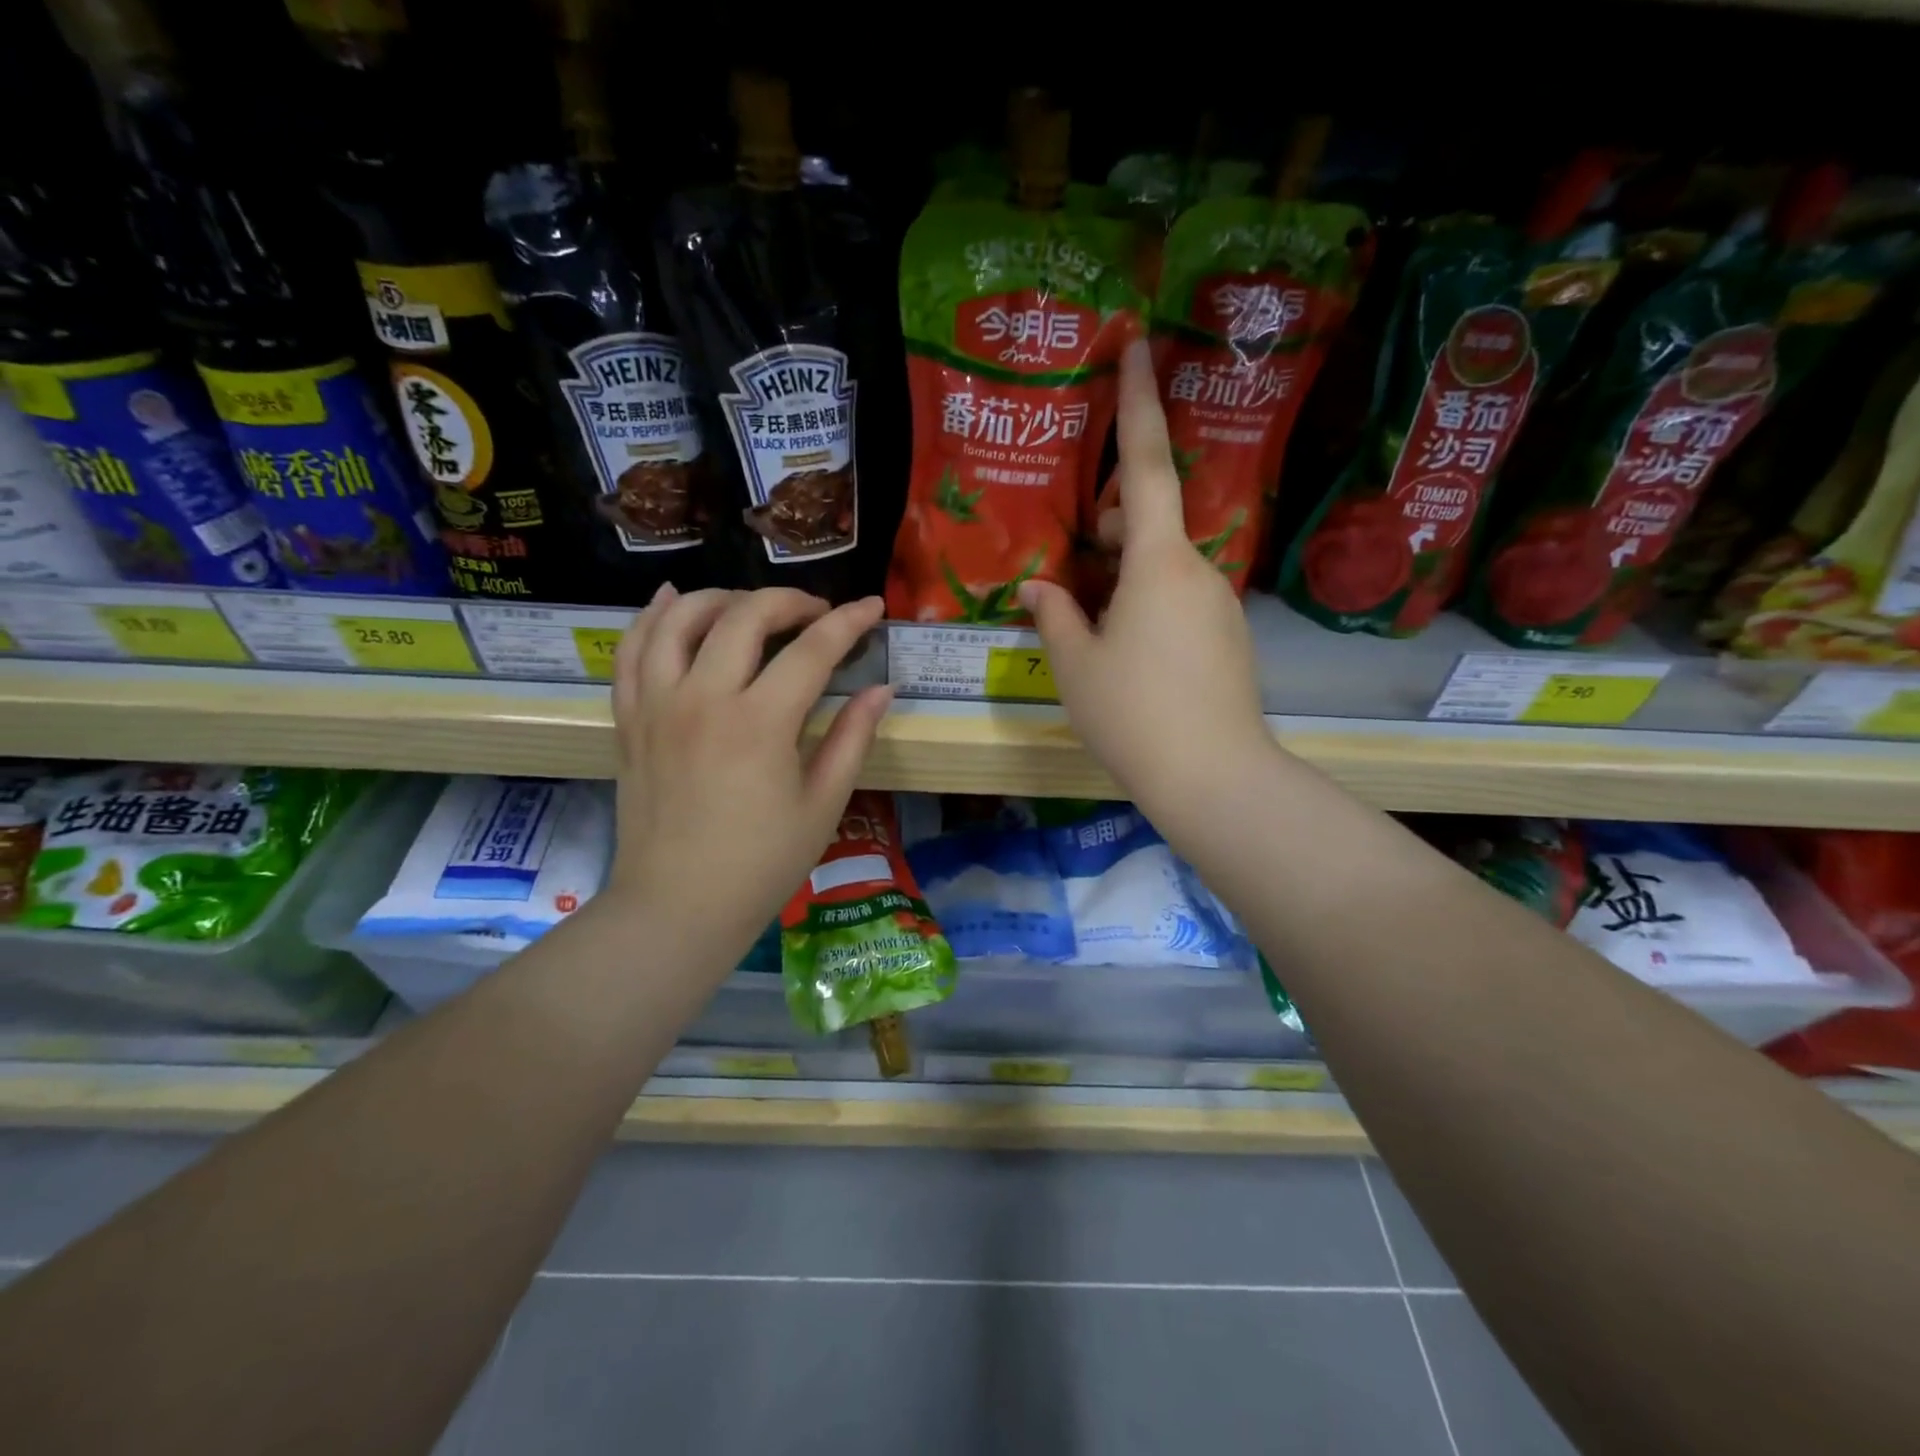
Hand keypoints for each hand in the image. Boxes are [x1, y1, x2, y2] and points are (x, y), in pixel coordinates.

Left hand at [605, 586, 890, 967]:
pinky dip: (653, 617)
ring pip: (680, 618)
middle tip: (817, 614)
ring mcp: (657, 705)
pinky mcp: (630, 719)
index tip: (872, 607)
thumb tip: (882, 689)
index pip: (812, 649)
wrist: (677, 906)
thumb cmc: (762, 864)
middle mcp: (703, 698)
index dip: (849, 622)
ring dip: (722, 598)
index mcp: (760, 723)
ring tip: (752, 607)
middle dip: (789, 601)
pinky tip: (672, 601)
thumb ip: (853, 738)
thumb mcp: (822, 804)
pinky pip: (632, 650)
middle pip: (745, 616)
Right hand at [1019, 339, 1271, 814]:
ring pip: (1165, 566)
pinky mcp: (1228, 638)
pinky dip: (1147, 602)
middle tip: (1075, 554)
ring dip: (1125, 571)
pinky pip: (1181, 599)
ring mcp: (1220, 605)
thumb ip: (1056, 617)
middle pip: (1152, 521)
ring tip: (1090, 616)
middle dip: (1112, 521)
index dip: (1139, 403)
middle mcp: (1199, 571)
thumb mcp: (1076, 666)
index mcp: (1159, 563)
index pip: (1148, 465)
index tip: (1138, 346)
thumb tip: (1041, 588)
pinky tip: (1125, 649)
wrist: (1214, 778)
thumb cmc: (1134, 715)